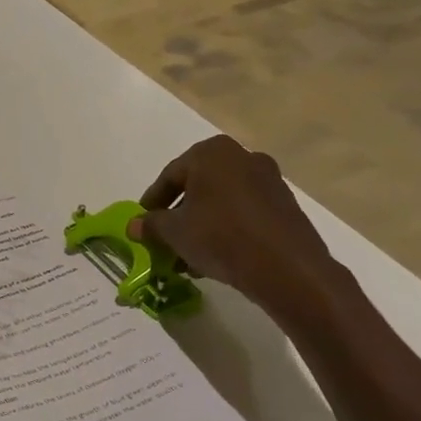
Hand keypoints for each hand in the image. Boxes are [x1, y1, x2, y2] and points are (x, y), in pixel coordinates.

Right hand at [128, 135, 345, 327]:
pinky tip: (214, 257)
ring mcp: (268, 180)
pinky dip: (225, 229)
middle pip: (197, 187)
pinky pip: (243, 213)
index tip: (142, 223)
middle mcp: (242, 157)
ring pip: (220, 202)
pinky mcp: (284, 204)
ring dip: (200, 225)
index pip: (170, 176)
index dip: (152, 202)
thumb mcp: (173, 232)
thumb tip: (134, 226)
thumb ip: (150, 225)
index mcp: (211, 153)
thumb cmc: (220, 237)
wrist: (286, 267)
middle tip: (164, 240)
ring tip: (187, 256)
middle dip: (178, 216)